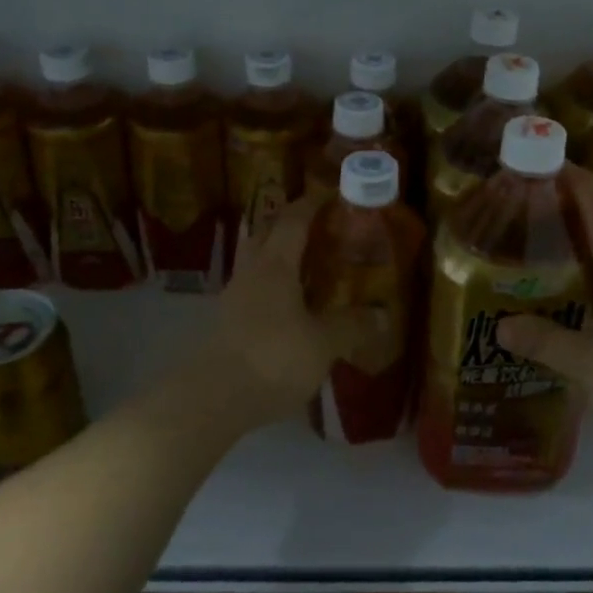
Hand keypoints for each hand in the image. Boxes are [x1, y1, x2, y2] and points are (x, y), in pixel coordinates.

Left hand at [185, 196, 336, 432]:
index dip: (312, 204)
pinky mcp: (225, 324)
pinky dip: (272, 288)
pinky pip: (252, 291)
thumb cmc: (272, 358)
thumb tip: (381, 315)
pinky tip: (289, 308)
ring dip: (278, 257)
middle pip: (266, 234)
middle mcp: (250, 273)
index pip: (293, 220)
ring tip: (308, 268)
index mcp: (275, 265)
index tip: (331, 194)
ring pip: (256, 263)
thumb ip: (350, 326)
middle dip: (289, 224)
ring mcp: (233, 298)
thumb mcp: (322, 344)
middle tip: (318, 228)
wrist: (211, 398)